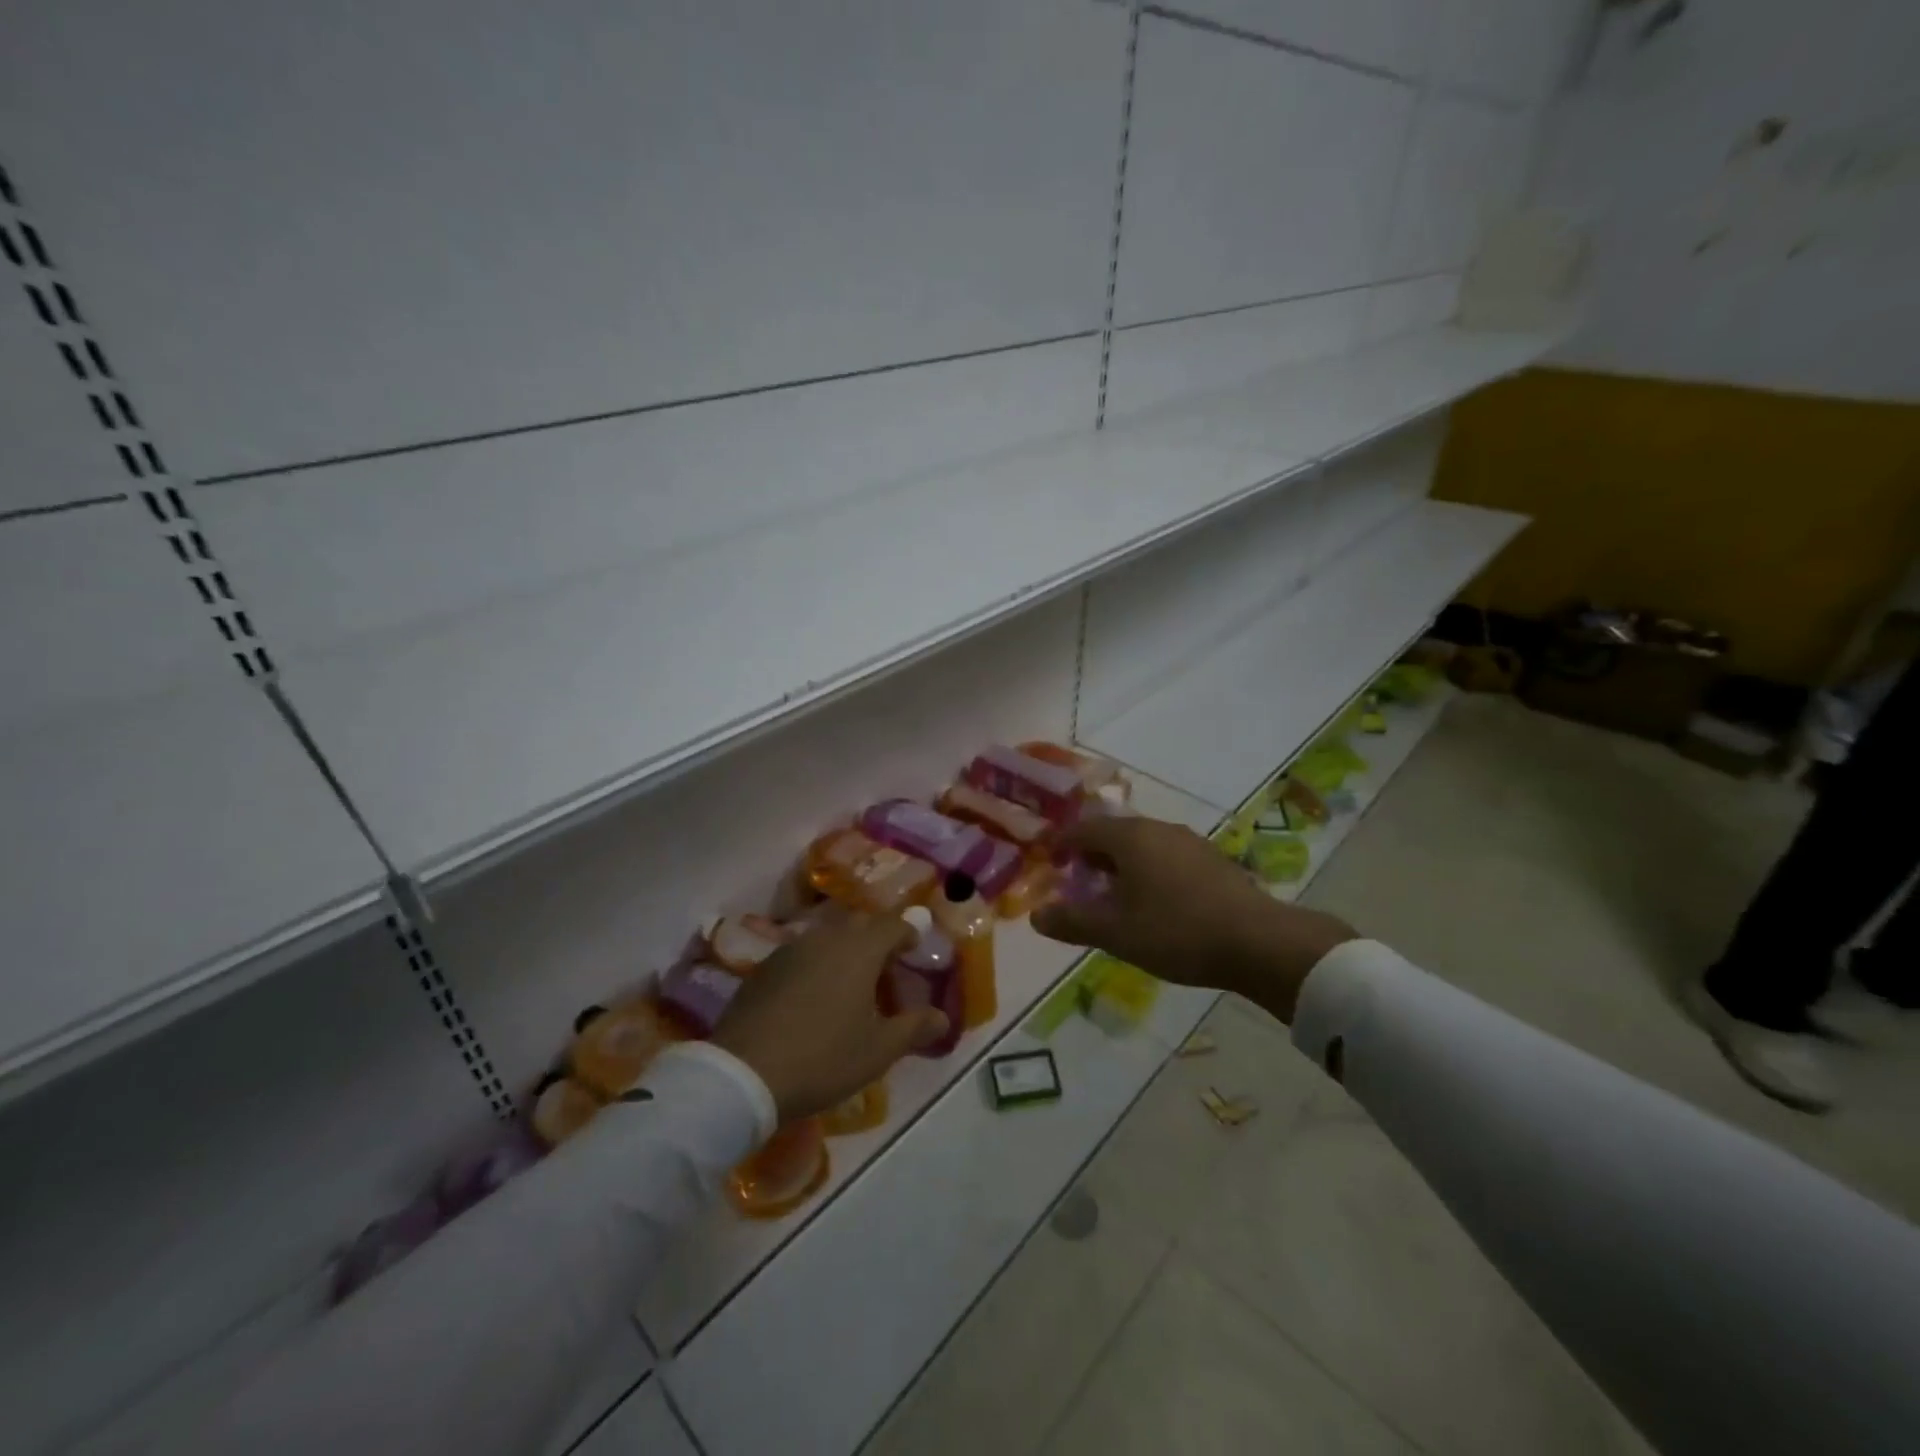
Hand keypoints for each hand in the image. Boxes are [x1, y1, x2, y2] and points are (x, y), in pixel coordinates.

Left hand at [713, 906, 949, 1121]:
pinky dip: (817, 963)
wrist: (743, 1073)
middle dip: (877, 938)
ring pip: (828, 936)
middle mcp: (826, 937)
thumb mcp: (877, 1050)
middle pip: (860, 924)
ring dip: (845, 949)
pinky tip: (814, 993)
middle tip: (886, 964)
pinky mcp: (765, 967)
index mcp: (860, 949)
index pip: (893, 925)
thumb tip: (942, 1017)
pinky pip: (802, 953)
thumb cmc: (823, 1058)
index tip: (916, 948)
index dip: (909, 933)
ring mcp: (791, 949)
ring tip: (851, 979)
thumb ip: (914, 1028)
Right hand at [1032, 815, 1356, 1022]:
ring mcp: (1190, 842)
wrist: (1259, 942)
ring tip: (1115, 895)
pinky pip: (1167, 856)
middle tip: (1078, 882)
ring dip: (1122, 864)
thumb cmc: (1176, 931)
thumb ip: (1073, 921)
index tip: (1050, 862)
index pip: (1083, 829)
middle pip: (1114, 833)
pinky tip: (1156, 901)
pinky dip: (1150, 871)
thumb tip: (1036, 915)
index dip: (1062, 844)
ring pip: (1143, 844)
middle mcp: (1158, 829)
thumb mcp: (1116, 933)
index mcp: (1130, 837)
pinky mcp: (1213, 859)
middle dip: (1092, 855)